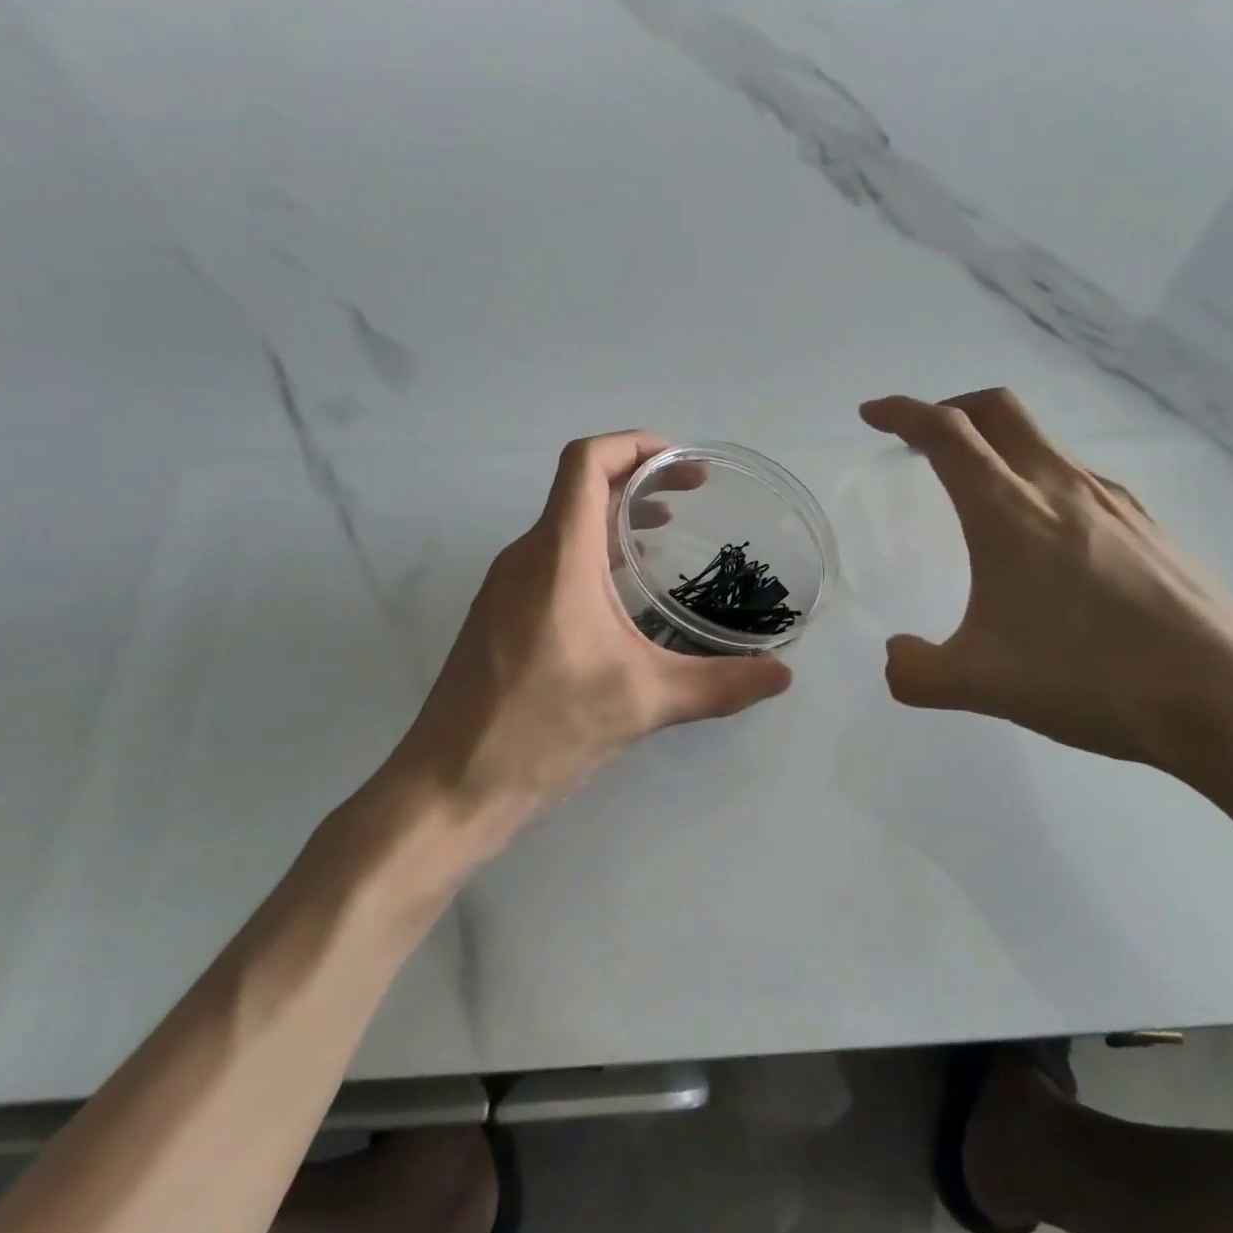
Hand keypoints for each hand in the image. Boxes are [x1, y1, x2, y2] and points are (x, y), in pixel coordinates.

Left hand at [373, 432, 792, 850]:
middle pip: (579, 488)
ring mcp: (505, 587)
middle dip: (638, 480)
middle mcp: (525, 557)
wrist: (449, 787)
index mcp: (557, 556)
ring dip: (614, 518)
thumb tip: (783, 675)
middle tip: (693, 496)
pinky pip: (550, 561)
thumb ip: (719, 684)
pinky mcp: (498, 618)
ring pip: (564, 526)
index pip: (586, 463)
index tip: (682, 462)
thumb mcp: (643, 702)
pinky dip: (592, 554)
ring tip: (665, 535)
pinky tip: (622, 596)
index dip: (634, 445)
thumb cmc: (543, 730)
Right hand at [859, 389, 1232, 781]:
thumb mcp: (981, 685)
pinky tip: (1044, 536)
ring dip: (997, 445)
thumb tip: (896, 656)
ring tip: (979, 492)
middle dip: (951, 409)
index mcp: (1008, 511)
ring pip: (1041, 441)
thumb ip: (916, 671)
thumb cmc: (1091, 678)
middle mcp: (1059, 486)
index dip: (902, 413)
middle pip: (997, 411)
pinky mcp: (1145, 523)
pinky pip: (1076, 476)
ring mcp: (1111, 500)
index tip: (872, 415)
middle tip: (923, 441)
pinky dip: (1038, 478)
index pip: (945, 433)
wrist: (1227, 696)